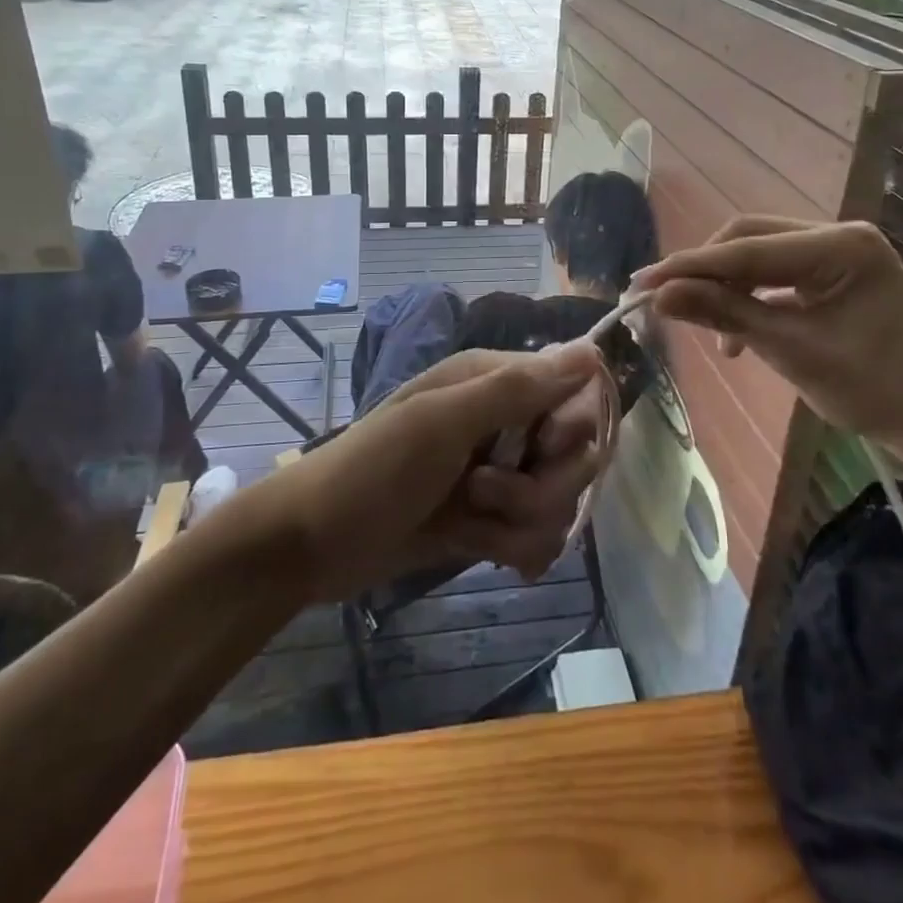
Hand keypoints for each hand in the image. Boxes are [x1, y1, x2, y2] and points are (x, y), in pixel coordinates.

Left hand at [268, 343, 608, 600]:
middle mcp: (506, 422)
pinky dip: (514, 548)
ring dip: (520, 523)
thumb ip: (517, 389)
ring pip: (560, 502)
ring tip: (469, 524)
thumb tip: (592, 351)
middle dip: (540, 487)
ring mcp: (501, 474)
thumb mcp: (441, 423)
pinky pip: (540, 536)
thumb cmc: (372, 471)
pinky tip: (481, 550)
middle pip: (576, 455)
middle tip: (482, 493)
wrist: (311, 545)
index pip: (577, 394)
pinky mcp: (493, 519)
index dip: (572, 427)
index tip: (544, 448)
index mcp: (495, 382)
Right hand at [630, 217, 902, 467]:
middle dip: (705, 270)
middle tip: (662, 300)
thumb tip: (660, 295)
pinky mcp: (835, 270)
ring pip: (759, 253)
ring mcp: (839, 250)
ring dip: (726, 285)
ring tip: (701, 323)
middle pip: (750, 238)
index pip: (747, 249)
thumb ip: (725, 314)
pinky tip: (738, 334)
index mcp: (841, 246)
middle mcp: (839, 234)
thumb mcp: (793, 351)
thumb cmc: (876, 390)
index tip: (639, 283)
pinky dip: (750, 296)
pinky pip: (777, 272)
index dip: (689, 266)